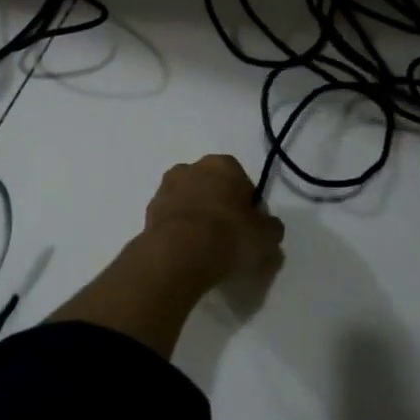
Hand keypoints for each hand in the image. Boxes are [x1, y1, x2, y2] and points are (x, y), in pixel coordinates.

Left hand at [142, 155, 284, 286]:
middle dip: (219, 206)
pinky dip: (179, 231)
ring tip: (205, 249)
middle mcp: (191, 167)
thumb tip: (268, 227)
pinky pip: (172, 219)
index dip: (248, 206)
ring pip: (189, 202)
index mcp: (223, 164)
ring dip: (196, 217)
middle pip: (212, 188)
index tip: (249, 228)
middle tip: (228, 238)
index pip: (242, 182)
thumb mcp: (266, 237)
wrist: (178, 254)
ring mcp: (166, 188)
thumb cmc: (229, 236)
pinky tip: (187, 253)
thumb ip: (271, 228)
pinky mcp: (148, 211)